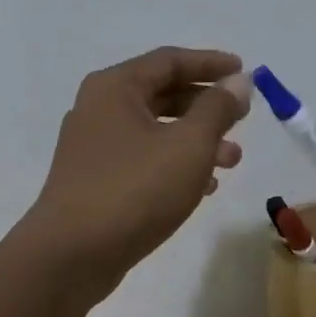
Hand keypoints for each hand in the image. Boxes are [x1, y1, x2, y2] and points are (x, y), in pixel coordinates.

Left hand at [24, 47, 250, 295]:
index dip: (210, 63)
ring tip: (231, 161)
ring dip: (196, 140)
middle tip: (241, 120)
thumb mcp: (188, 145)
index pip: (169, 60)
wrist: (70, 256)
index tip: (245, 71)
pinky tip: (203, 187)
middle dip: (206, 106)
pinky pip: (142, 159)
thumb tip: (238, 81)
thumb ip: (217, 109)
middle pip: (161, 93)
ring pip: (154, 130)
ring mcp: (93, 146)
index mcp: (115, 87)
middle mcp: (99, 108)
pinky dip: (174, 164)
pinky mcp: (94, 180)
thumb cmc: (134, 190)